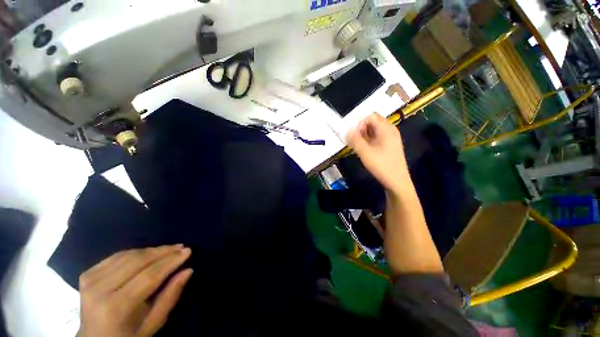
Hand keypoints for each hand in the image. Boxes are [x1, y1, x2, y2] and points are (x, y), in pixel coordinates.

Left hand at [78, 245, 192, 336]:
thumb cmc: (128, 335)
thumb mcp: (153, 323)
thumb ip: (170, 296)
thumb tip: (188, 270)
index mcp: (115, 308)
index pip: (148, 276)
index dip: (171, 262)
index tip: (188, 251)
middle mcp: (99, 290)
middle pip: (137, 262)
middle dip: (163, 252)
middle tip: (181, 247)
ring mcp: (90, 280)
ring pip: (128, 255)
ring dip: (152, 250)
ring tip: (169, 249)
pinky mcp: (87, 274)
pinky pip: (117, 256)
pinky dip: (137, 252)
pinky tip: (149, 253)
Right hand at [347, 113, 408, 194]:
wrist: (397, 181)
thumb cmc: (381, 165)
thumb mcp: (365, 152)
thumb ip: (355, 140)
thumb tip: (348, 129)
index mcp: (386, 129)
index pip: (370, 116)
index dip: (360, 123)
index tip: (353, 135)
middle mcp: (390, 130)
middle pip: (373, 122)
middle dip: (361, 129)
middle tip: (355, 141)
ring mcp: (391, 137)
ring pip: (374, 130)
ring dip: (364, 135)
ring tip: (358, 146)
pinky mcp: (389, 145)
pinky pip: (377, 137)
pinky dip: (368, 140)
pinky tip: (365, 149)